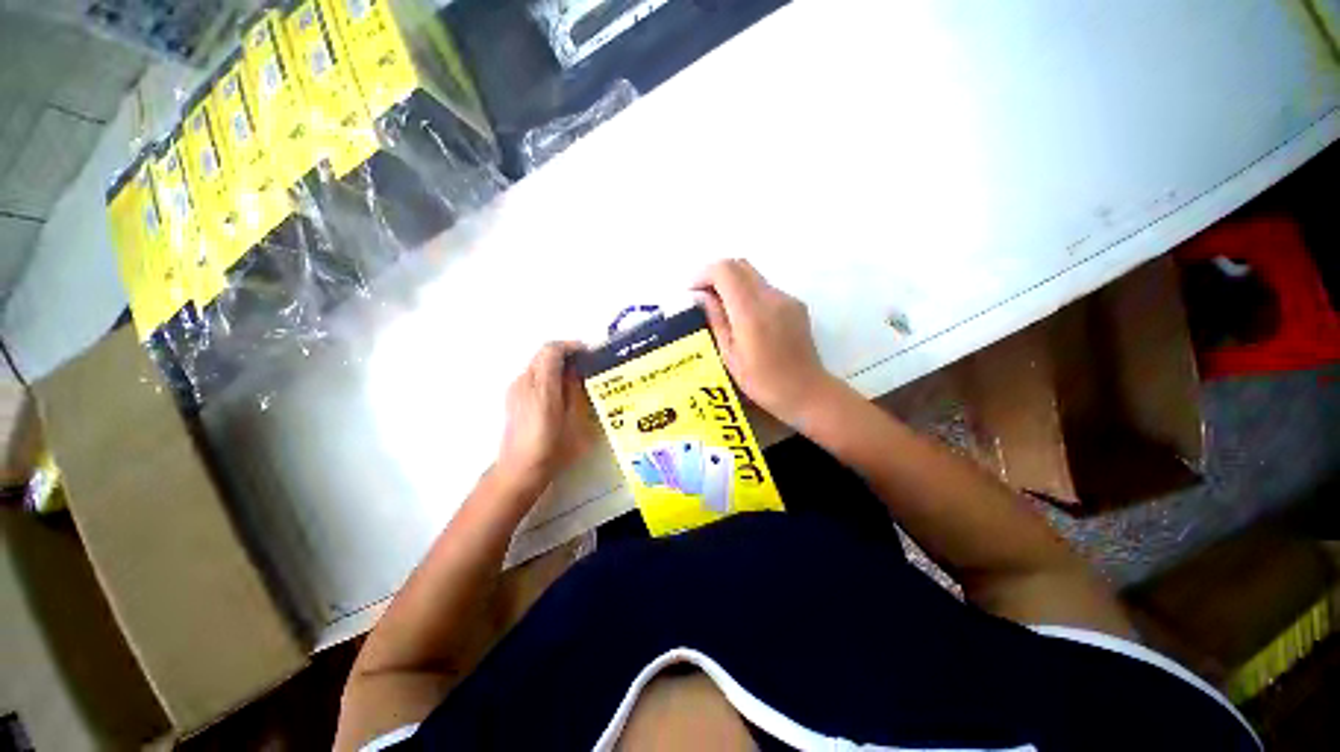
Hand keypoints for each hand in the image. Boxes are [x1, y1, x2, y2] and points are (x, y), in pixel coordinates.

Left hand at [497, 342, 592, 486]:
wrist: (518, 469)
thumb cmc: (552, 448)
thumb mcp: (573, 420)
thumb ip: (574, 390)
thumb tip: (576, 371)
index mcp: (542, 387)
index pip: (551, 350)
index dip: (570, 346)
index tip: (587, 352)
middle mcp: (524, 382)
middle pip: (543, 353)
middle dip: (564, 354)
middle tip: (584, 364)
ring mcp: (515, 389)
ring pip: (536, 363)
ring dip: (555, 364)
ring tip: (575, 378)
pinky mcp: (512, 397)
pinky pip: (531, 376)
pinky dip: (547, 374)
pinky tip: (559, 391)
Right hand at [692, 259, 836, 426]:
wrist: (806, 392)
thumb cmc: (762, 382)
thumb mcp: (730, 355)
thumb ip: (716, 320)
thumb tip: (701, 296)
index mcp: (751, 312)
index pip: (725, 271)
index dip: (704, 275)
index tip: (692, 292)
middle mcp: (771, 297)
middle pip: (740, 265)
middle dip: (717, 275)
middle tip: (703, 297)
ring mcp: (787, 299)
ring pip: (753, 275)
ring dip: (733, 283)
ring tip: (721, 308)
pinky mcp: (796, 304)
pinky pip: (766, 288)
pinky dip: (749, 293)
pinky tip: (744, 318)